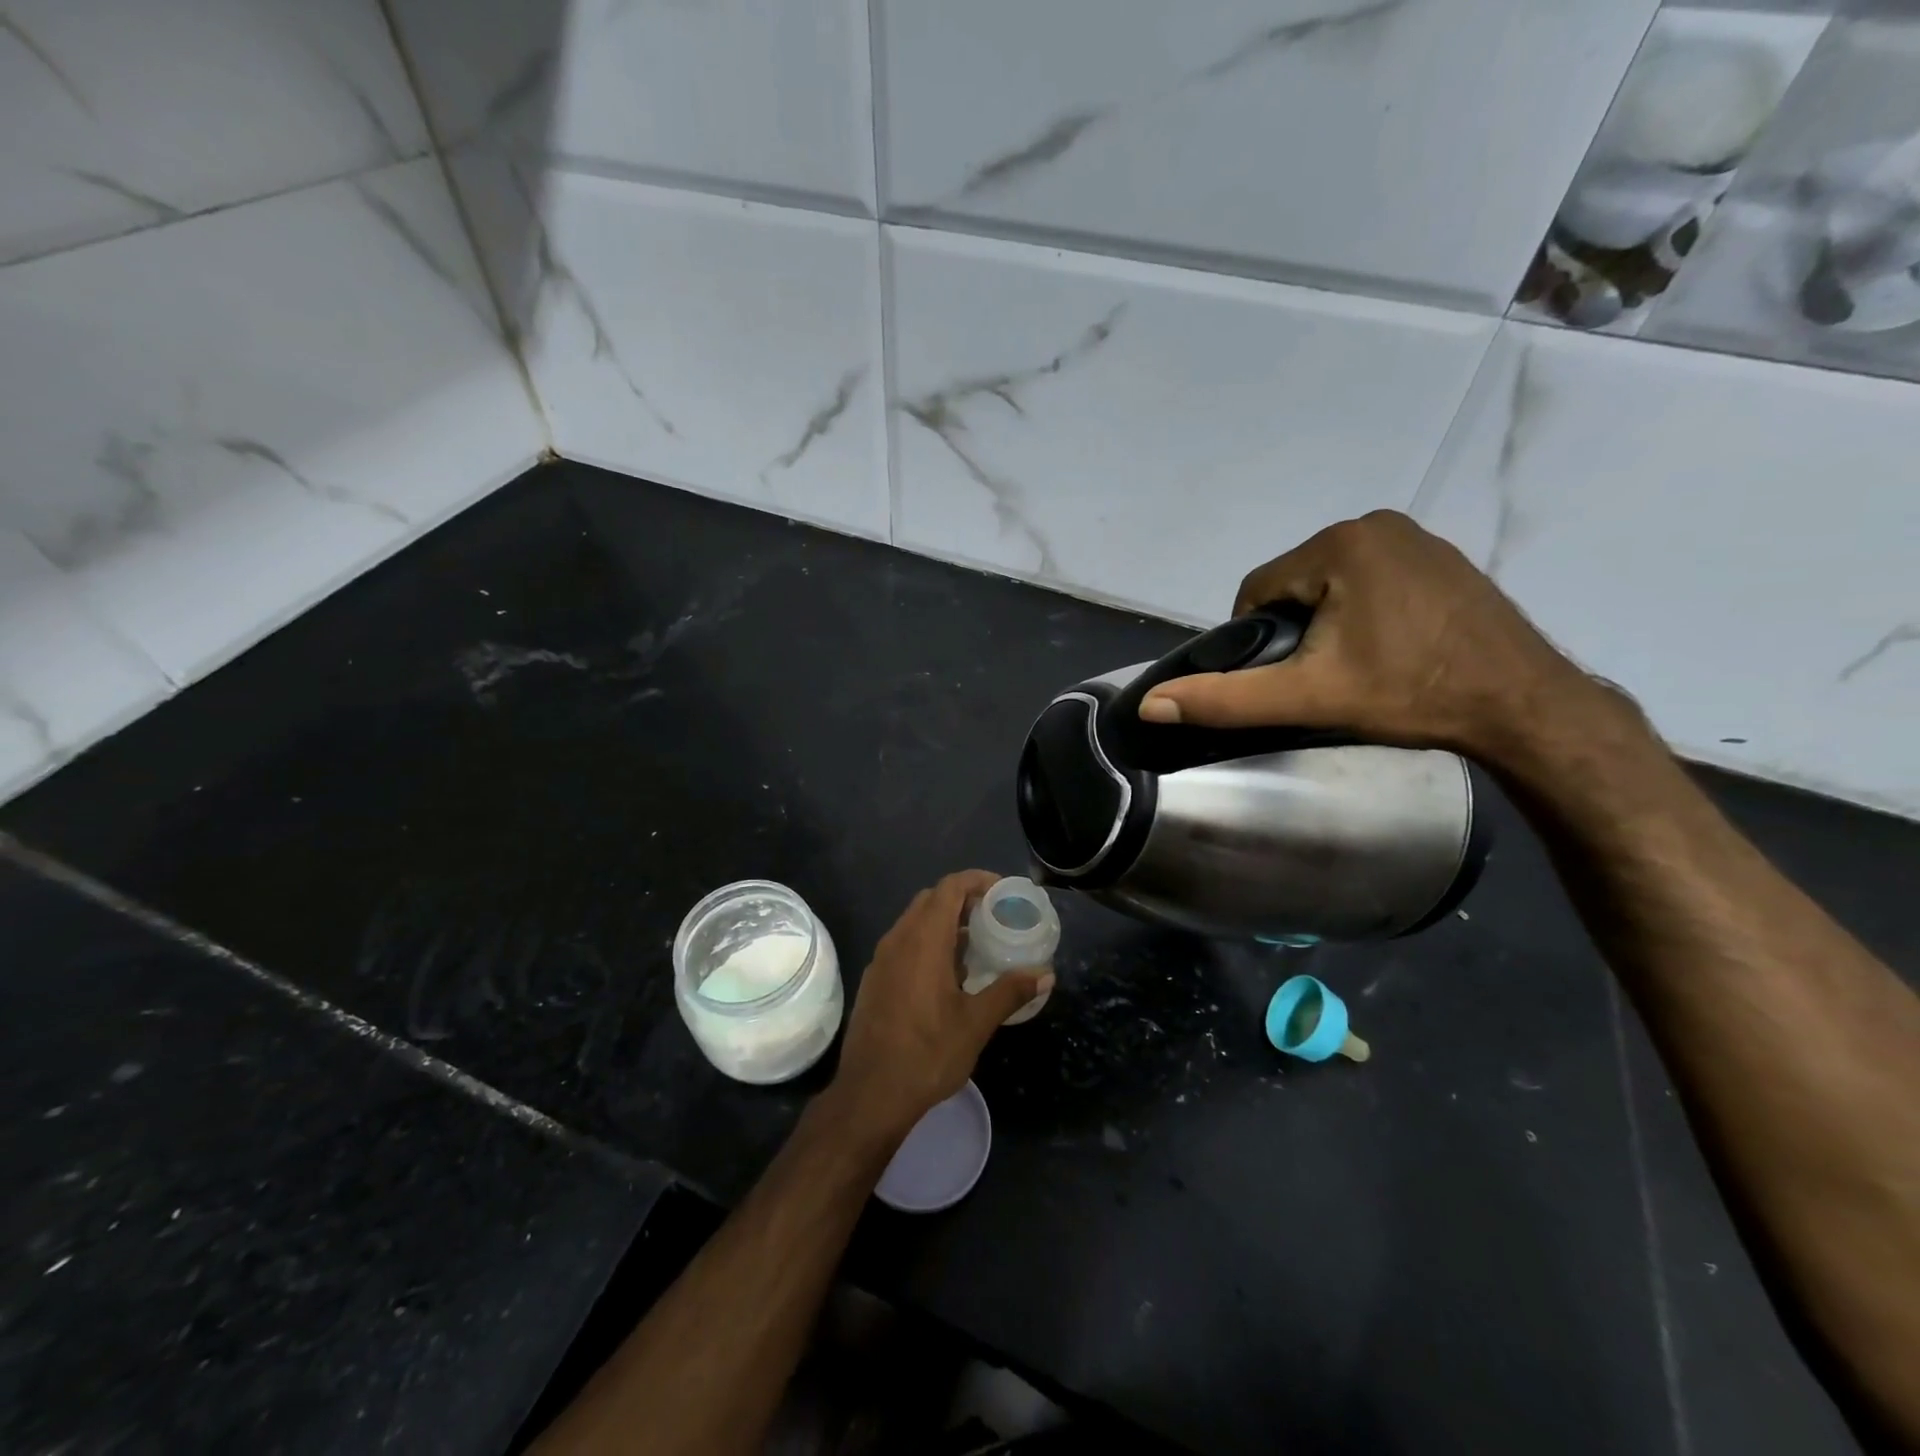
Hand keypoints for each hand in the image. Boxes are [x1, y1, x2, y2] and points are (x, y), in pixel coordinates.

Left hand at [833, 871, 1051, 1138]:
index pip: (949, 888)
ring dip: (944, 922)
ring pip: (914, 922)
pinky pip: (903, 944)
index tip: (1002, 891)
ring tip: (976, 944)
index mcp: (923, 941)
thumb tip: (1045, 974)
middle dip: (962, 899)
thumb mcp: (976, 1024)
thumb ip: (1010, 992)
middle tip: (993, 916)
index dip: (977, 880)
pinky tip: (947, 974)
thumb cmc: (927, 1054)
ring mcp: (881, 960)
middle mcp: (898, 940)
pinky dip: (927, 942)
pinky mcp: (874, 980)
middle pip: (931, 900)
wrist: (870, 1095)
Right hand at [1137, 510, 1614, 765]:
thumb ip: (1224, 698)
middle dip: (1293, 629)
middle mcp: (1375, 524)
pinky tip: (1386, 649)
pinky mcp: (1441, 556)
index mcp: (1338, 544)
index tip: (1281, 678)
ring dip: (1325, 621)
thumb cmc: (1409, 693)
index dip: (1254, 638)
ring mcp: (1415, 536)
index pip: (1257, 589)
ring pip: (1331, 582)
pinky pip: (1371, 579)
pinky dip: (1363, 610)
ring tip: (1351, 667)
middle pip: (1295, 583)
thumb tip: (1150, 705)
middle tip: (1319, 678)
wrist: (1523, 704)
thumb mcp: (1307, 698)